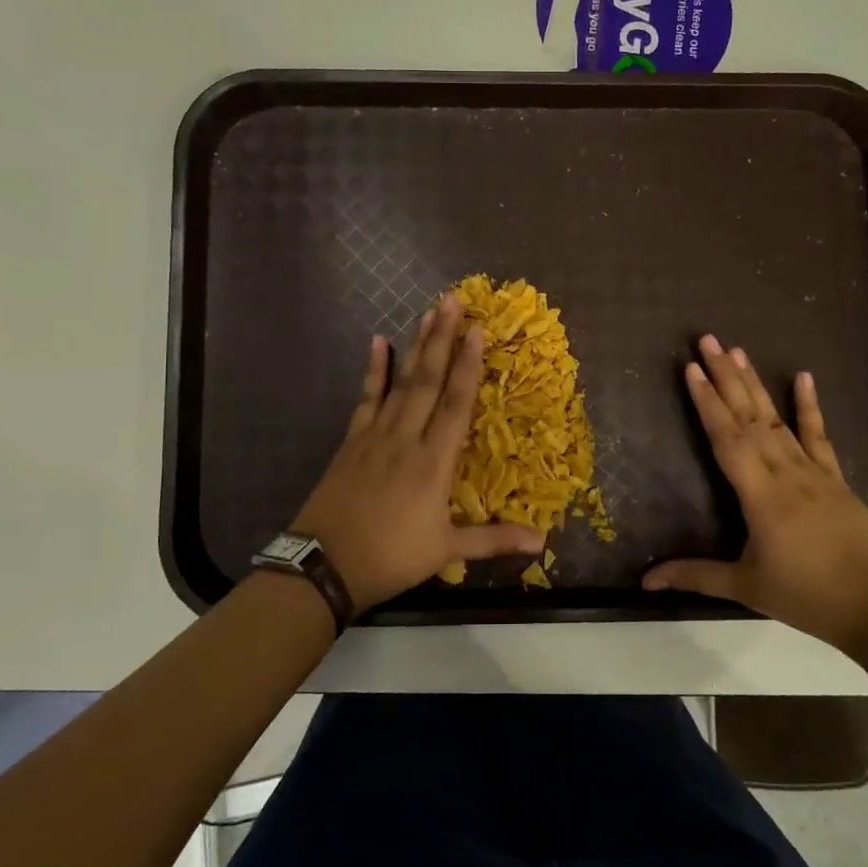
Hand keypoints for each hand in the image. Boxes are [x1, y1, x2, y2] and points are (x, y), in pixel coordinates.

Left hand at [293, 294, 545, 611]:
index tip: (478, 330)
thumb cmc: (391, 557)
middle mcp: (406, 438)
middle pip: (428, 381)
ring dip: (416, 346)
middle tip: (452, 301)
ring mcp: (375, 436)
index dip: (469, 366)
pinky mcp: (352, 441)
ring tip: (427, 312)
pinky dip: (373, 370)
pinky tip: (377, 342)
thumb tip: (543, 542)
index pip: (456, 404)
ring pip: (401, 382)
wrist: (324, 565)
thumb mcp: (446, 551)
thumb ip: (494, 539)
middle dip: (442, 339)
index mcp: (433, 462)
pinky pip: (366, 398)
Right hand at [643, 335, 867, 651]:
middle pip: (749, 417)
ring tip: (738, 351)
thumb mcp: (746, 587)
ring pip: (777, 419)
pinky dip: (809, 406)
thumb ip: (695, 576)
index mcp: (760, 495)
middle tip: (707, 340)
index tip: (691, 369)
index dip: (707, 402)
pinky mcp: (835, 479)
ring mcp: (814, 472)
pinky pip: (818, 435)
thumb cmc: (808, 596)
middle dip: (725, 377)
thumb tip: (646, 580)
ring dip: (755, 384)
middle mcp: (785, 472)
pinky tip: (804, 377)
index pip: (727, 438)